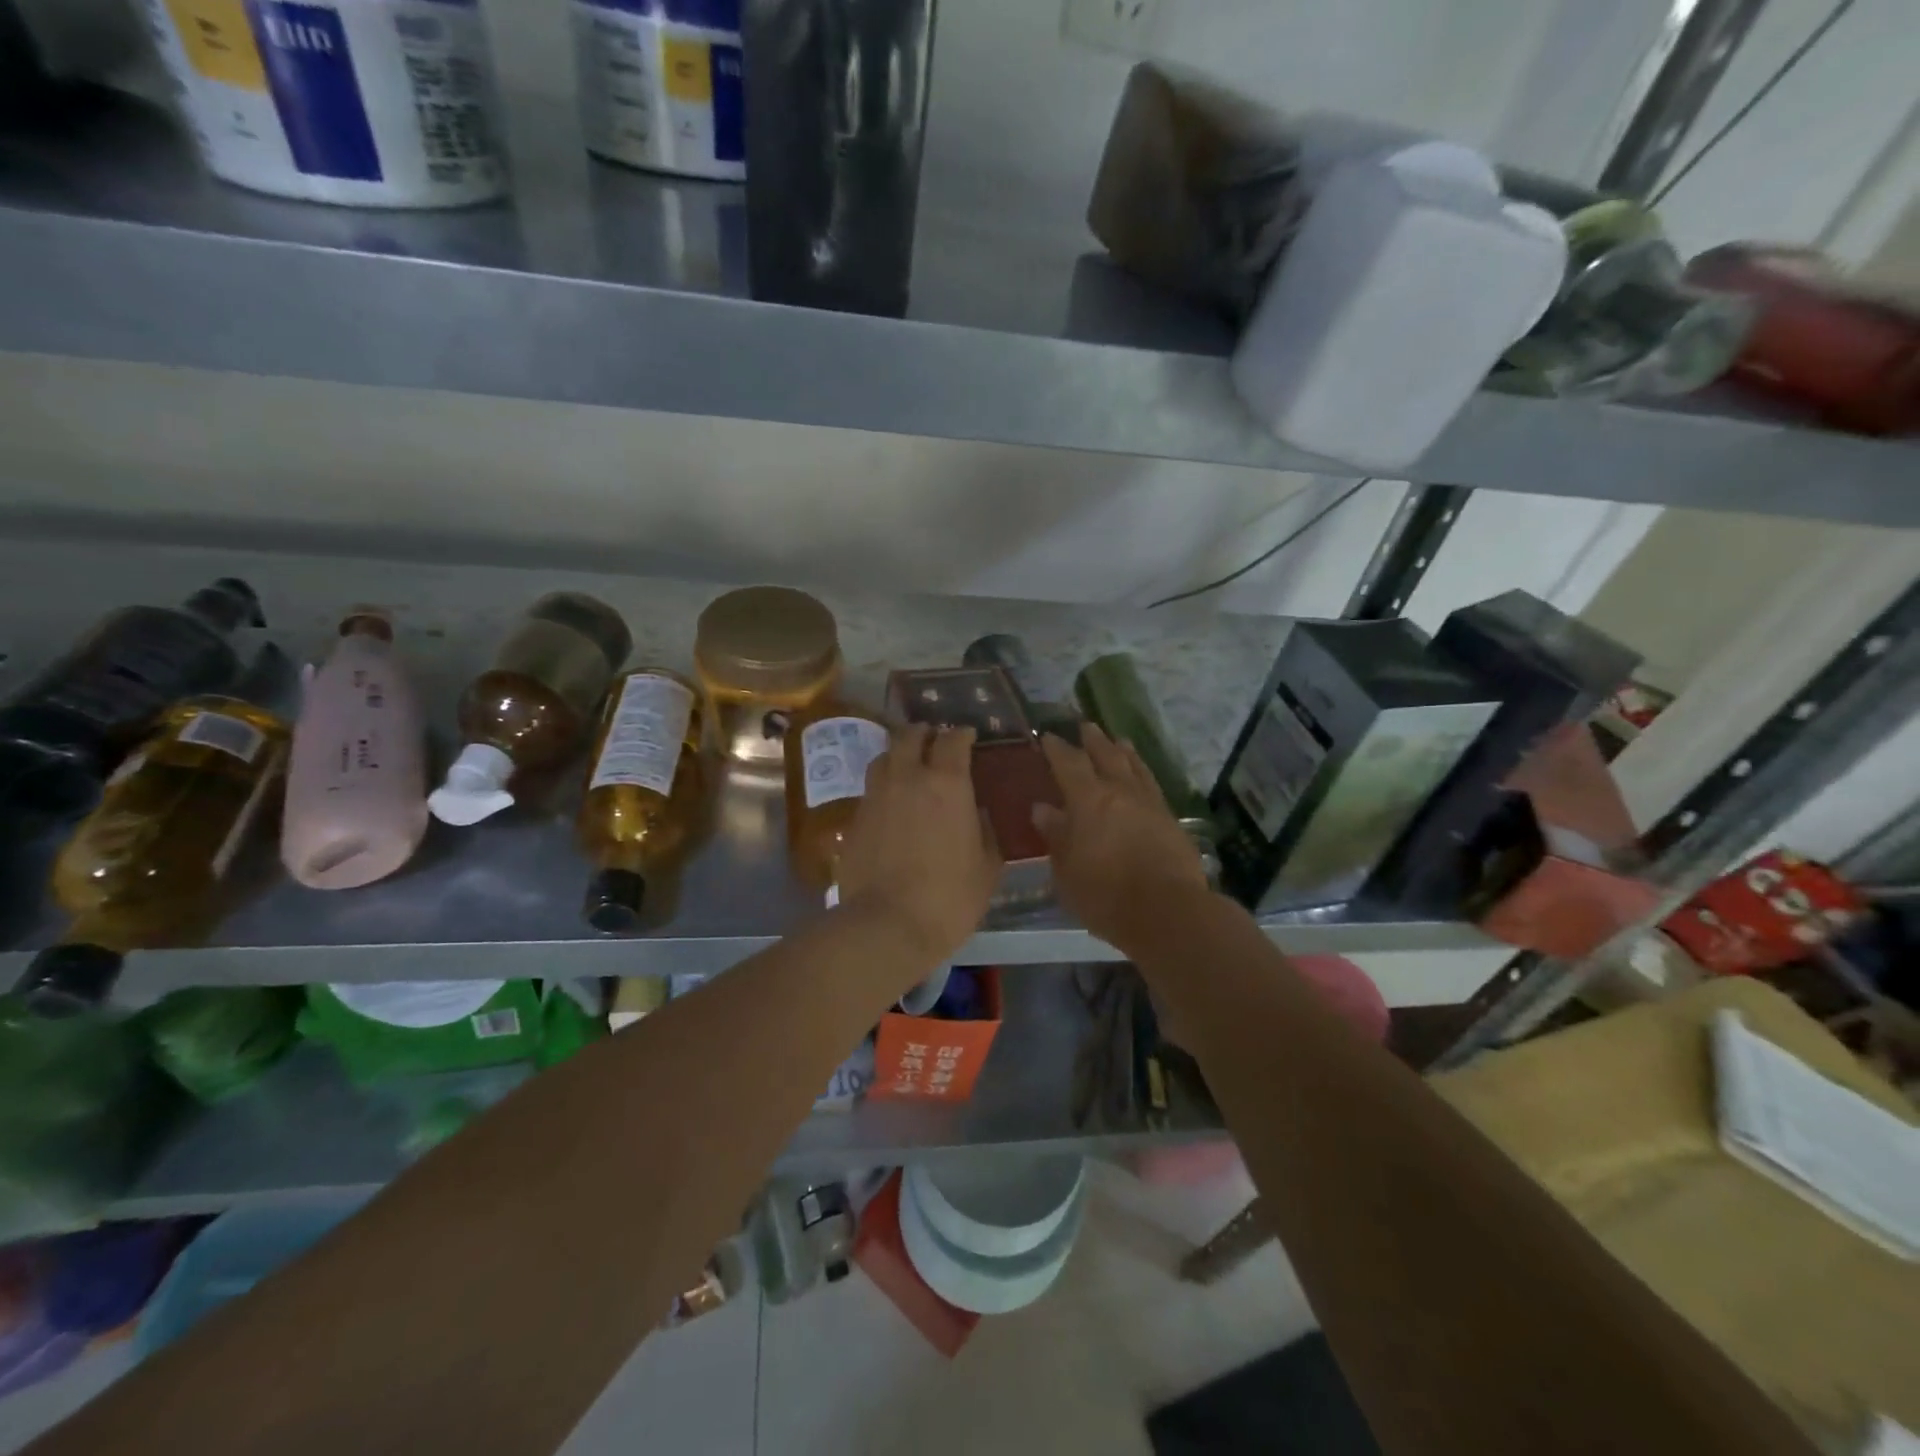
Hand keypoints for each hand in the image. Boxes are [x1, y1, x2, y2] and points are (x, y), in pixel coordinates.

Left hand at [835, 724, 1002, 970]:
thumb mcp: (987, 867)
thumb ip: (985, 831)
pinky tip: (891, 803)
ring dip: (899, 754)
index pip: (953, 740)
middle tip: (934, 740)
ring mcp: (876, 796)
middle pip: (911, 736)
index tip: (968, 736)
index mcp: (947, 783)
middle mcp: (908, 778)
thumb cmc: (950, 897)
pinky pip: (870, 789)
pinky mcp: (855, 818)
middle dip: (925, 733)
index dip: (962, 734)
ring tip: (908, 766)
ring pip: (884, 757)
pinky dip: (884, 786)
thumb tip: (978, 814)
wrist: (887, 924)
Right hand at [1035, 724, 1209, 948]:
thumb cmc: (1104, 895)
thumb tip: (1043, 809)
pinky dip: (1142, 773)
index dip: (1057, 748)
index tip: (1047, 735)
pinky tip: (1142, 778)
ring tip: (1118, 741)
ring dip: (1123, 751)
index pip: (1069, 763)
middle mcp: (1120, 792)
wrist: (1167, 912)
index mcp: (1088, 800)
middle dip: (1093, 740)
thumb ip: (1056, 836)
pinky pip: (1152, 785)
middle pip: (1106, 755)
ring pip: (1135, 767)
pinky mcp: (1171, 820)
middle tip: (1085, 726)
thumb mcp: (1066, 871)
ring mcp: (1150, 804)